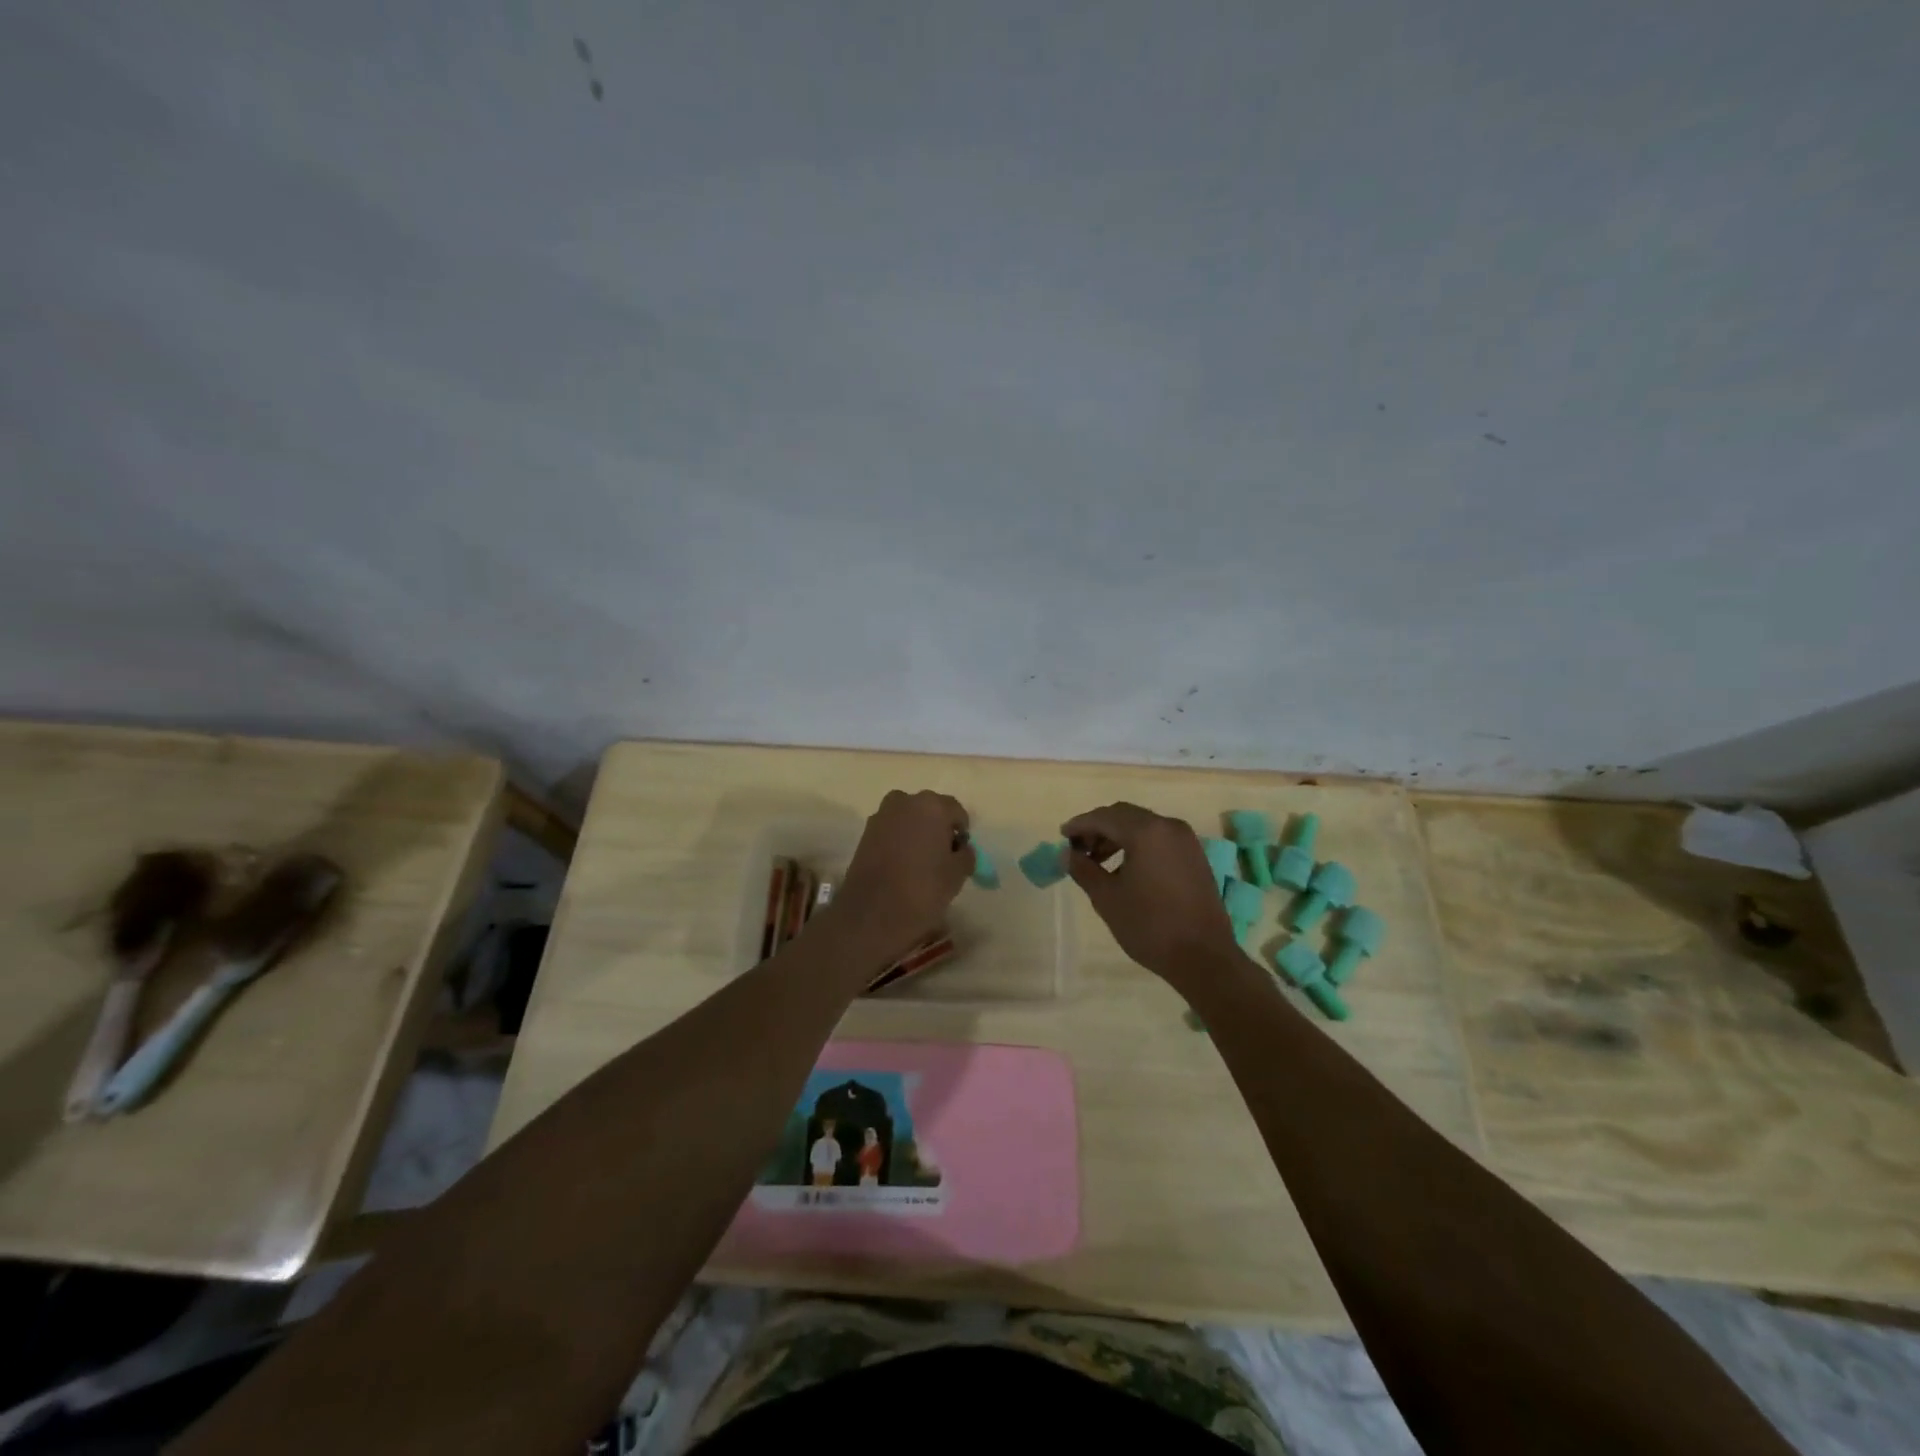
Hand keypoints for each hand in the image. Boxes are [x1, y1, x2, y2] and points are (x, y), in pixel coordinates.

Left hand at [825, 790, 974, 964]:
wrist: (871, 914)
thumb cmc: (923, 890)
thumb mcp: (957, 874)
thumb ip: (966, 855)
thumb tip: (961, 849)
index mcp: (932, 806)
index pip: (956, 812)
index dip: (961, 833)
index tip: (960, 855)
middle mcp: (905, 801)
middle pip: (930, 811)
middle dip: (938, 829)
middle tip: (941, 858)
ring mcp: (881, 815)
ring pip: (909, 819)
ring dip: (917, 834)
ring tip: (920, 864)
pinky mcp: (865, 833)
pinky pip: (891, 831)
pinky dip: (899, 842)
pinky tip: (901, 866)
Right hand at [1060, 802, 1242, 985]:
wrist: (1204, 957)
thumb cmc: (1150, 926)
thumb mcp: (1107, 898)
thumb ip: (1083, 870)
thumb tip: (1067, 855)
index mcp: (1146, 832)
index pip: (1104, 817)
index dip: (1080, 825)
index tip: (1062, 836)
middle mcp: (1168, 827)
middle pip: (1124, 816)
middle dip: (1098, 828)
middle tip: (1077, 849)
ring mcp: (1186, 841)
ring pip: (1143, 826)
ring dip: (1117, 837)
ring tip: (1097, 861)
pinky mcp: (1195, 856)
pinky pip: (1159, 839)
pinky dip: (1138, 845)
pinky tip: (1125, 868)